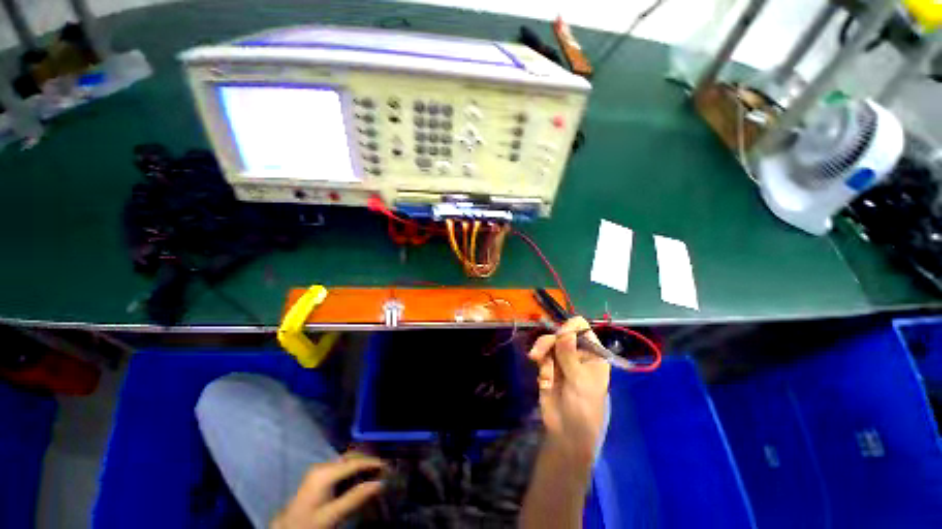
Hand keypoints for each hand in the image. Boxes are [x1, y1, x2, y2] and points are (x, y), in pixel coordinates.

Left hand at [271, 454, 385, 528]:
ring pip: (346, 461)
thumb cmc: (309, 524)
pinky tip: (359, 479)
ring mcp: (319, 471)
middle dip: (367, 461)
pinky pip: (340, 468)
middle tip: (383, 469)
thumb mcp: (333, 515)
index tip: (388, 466)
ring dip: (360, 465)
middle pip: (350, 458)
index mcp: (325, 473)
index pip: (355, 462)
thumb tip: (380, 484)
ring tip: (374, 473)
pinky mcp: (318, 477)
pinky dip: (352, 470)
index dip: (373, 463)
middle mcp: (322, 466)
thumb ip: (355, 498)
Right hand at [528, 317, 610, 465]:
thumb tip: (565, 332)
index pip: (581, 328)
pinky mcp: (549, 366)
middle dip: (548, 342)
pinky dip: (541, 365)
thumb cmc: (583, 409)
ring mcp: (562, 359)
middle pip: (560, 333)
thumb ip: (570, 355)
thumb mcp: (579, 382)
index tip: (559, 337)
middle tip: (538, 354)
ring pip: (548, 343)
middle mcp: (577, 352)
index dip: (569, 328)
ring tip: (538, 366)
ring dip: (542, 353)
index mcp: (593, 353)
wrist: (566, 433)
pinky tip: (543, 381)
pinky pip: (542, 356)